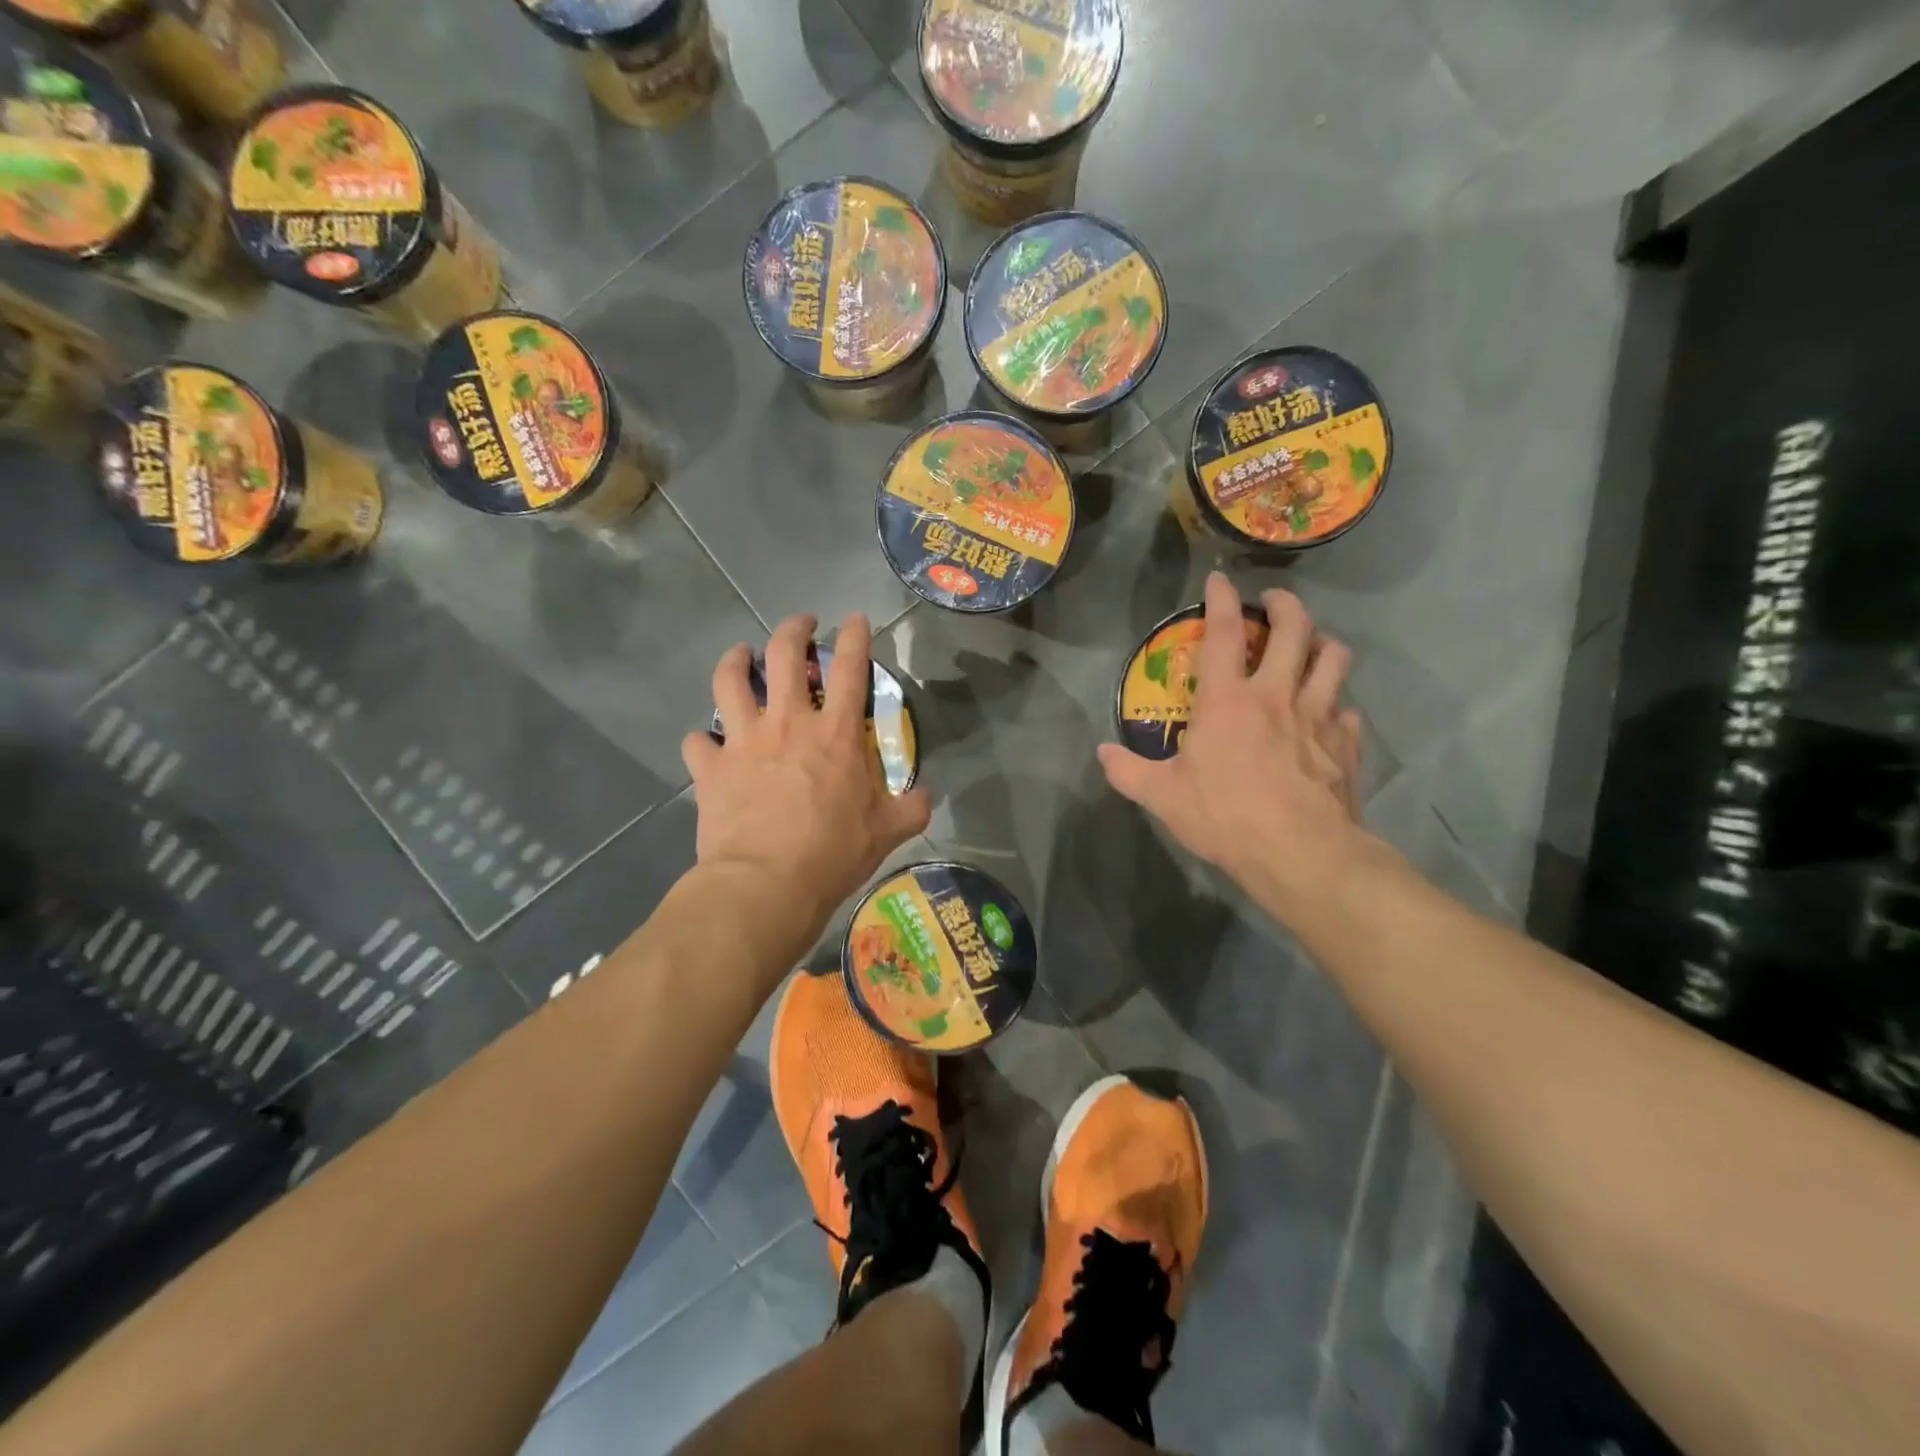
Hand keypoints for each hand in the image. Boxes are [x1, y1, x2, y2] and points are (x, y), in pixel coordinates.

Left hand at [683, 613, 930, 941]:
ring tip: (741, 656)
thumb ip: (911, 809)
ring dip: (735, 660)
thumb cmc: (832, 854)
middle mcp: (789, 722)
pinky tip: (708, 743)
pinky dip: (703, 739)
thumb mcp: (886, 833)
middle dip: (794, 628)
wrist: (766, 884)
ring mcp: (744, 740)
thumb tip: (927, 797)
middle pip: (785, 654)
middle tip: (800, 624)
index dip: (854, 636)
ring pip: (730, 679)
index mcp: (836, 733)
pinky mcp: (711, 766)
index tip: (854, 618)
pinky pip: (698, 740)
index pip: (851, 668)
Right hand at [1098, 574, 1370, 916]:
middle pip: (1294, 629)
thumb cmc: (1226, 817)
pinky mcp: (1346, 743)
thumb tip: (1102, 753)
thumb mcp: (1162, 797)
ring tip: (1313, 646)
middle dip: (1286, 605)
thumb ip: (1128, 771)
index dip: (1221, 599)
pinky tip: (1330, 717)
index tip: (1220, 579)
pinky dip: (1339, 705)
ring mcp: (1319, 716)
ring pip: (1333, 659)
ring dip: (1323, 644)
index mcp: (1227, 700)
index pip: (1224, 632)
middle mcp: (1276, 694)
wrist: (1300, 852)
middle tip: (1276, 602)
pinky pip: (1348, 710)